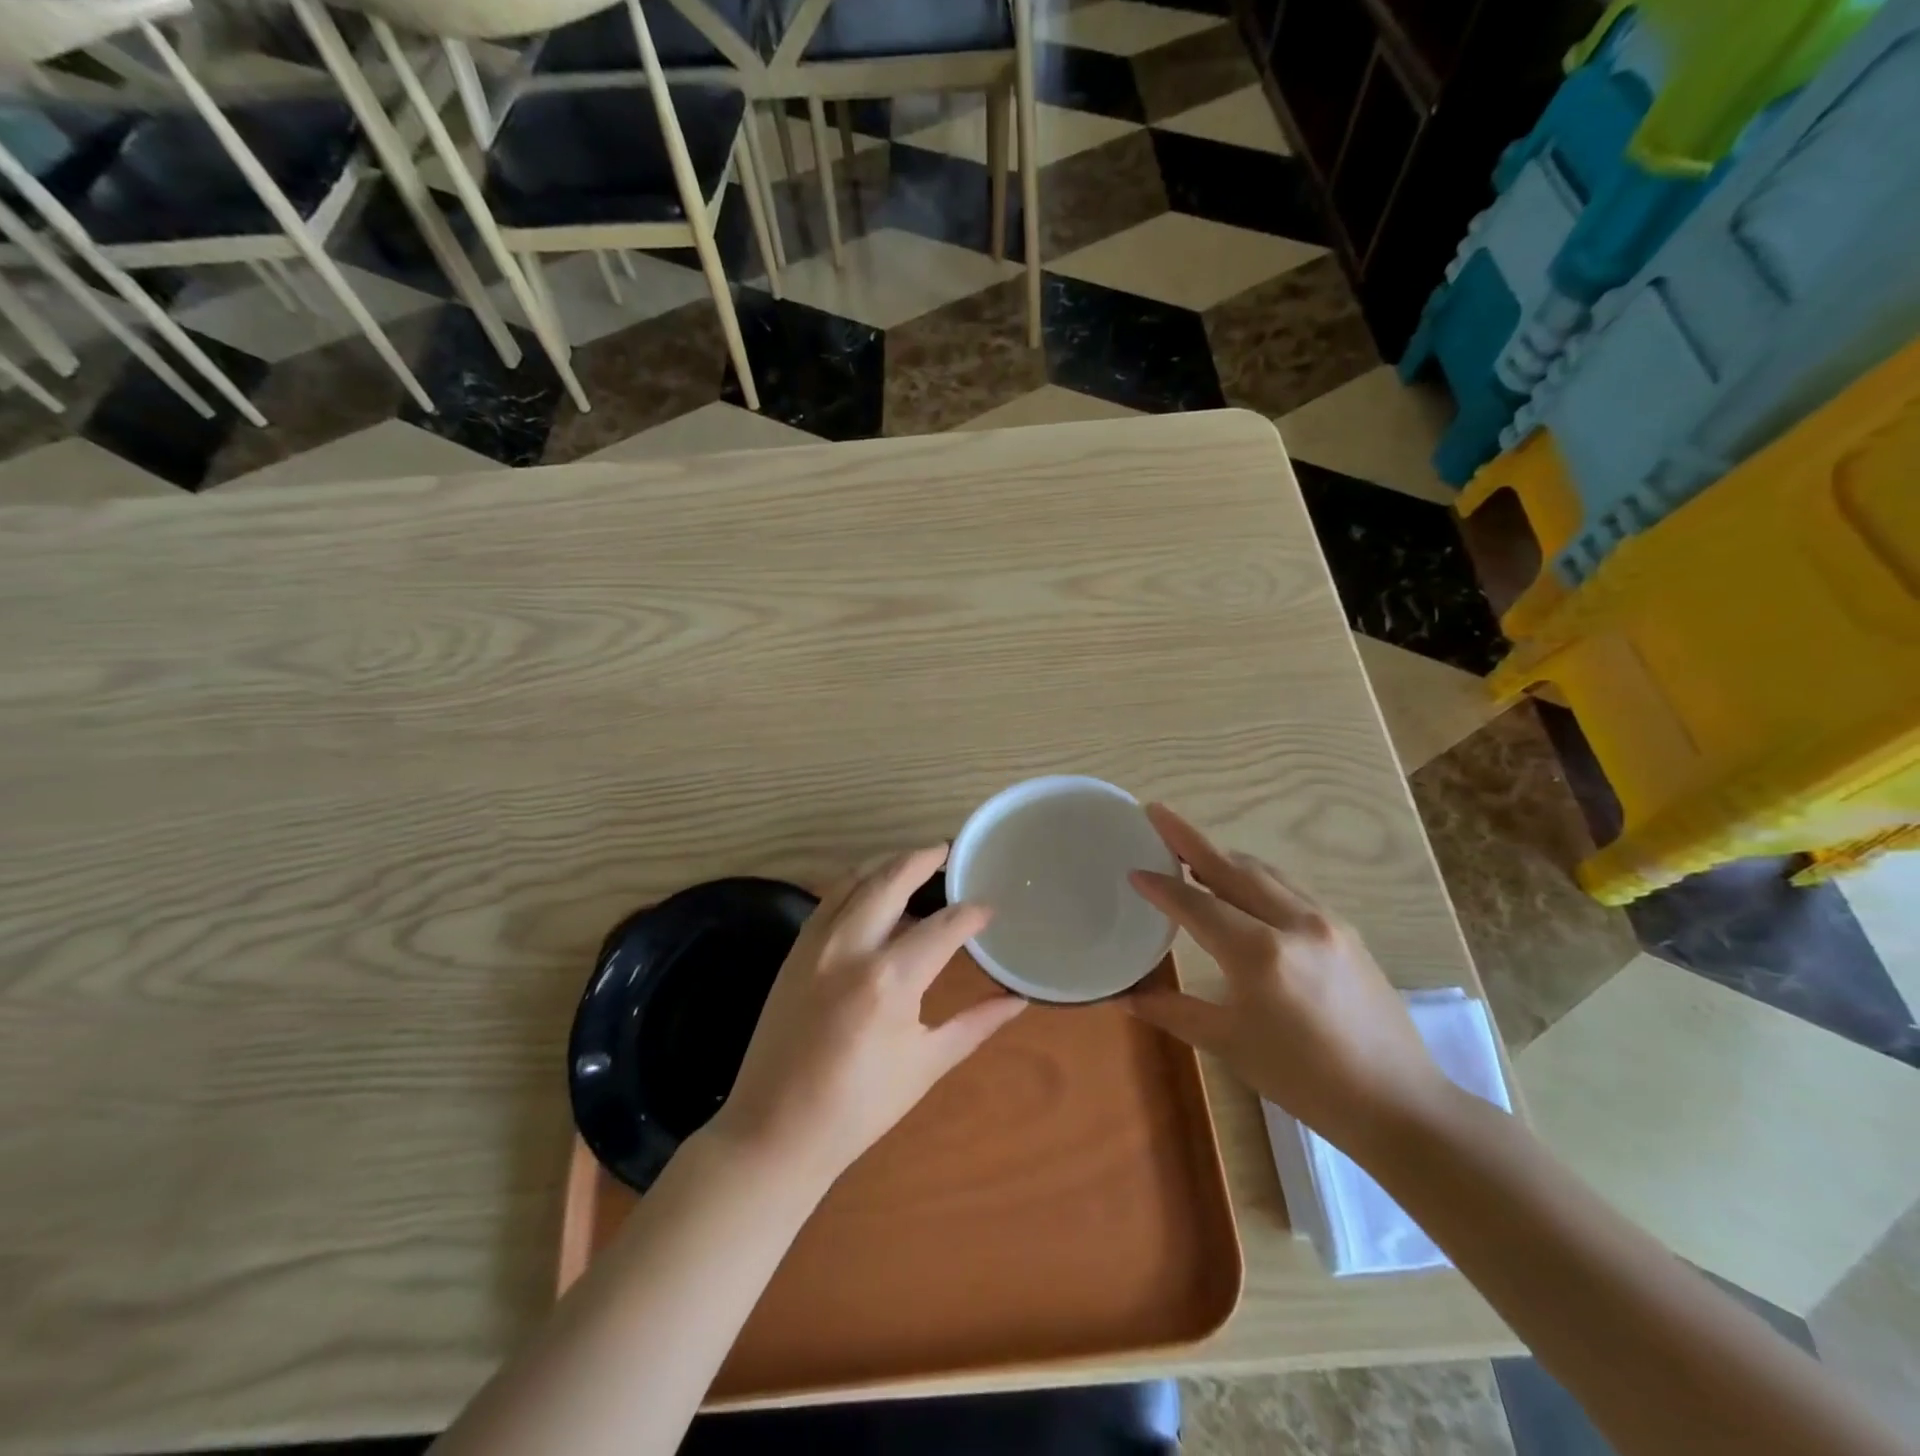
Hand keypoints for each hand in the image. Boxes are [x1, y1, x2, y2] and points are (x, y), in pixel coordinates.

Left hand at [708, 846, 1025, 1190]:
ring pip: (854, 880)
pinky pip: (829, 899)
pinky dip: (855, 884)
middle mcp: (850, 948)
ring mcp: (815, 944)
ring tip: (913, 860)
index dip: (971, 913)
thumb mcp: (926, 1064)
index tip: (989, 909)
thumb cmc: (859, 1106)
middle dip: (923, 859)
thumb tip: (1018, 1000)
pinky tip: (871, 890)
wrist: (775, 1130)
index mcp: (889, 980)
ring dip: (886, 863)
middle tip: (947, 851)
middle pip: (891, 880)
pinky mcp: (794, 950)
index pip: (943, 927)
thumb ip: (976, 1024)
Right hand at [1126, 804, 1446, 1153]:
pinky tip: (1242, 886)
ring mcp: (1325, 921)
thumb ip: (1173, 1011)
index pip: (1197, 905)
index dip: (1161, 886)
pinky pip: (1289, 888)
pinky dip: (1255, 876)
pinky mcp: (1345, 930)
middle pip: (1232, 867)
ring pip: (1264, 872)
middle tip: (1157, 814)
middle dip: (1190, 839)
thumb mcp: (1230, 1045)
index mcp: (1260, 954)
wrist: (1398, 1102)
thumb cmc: (1305, 1079)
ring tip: (1191, 850)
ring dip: (1224, 856)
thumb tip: (1123, 998)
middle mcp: (1294, 923)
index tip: (1133, 869)